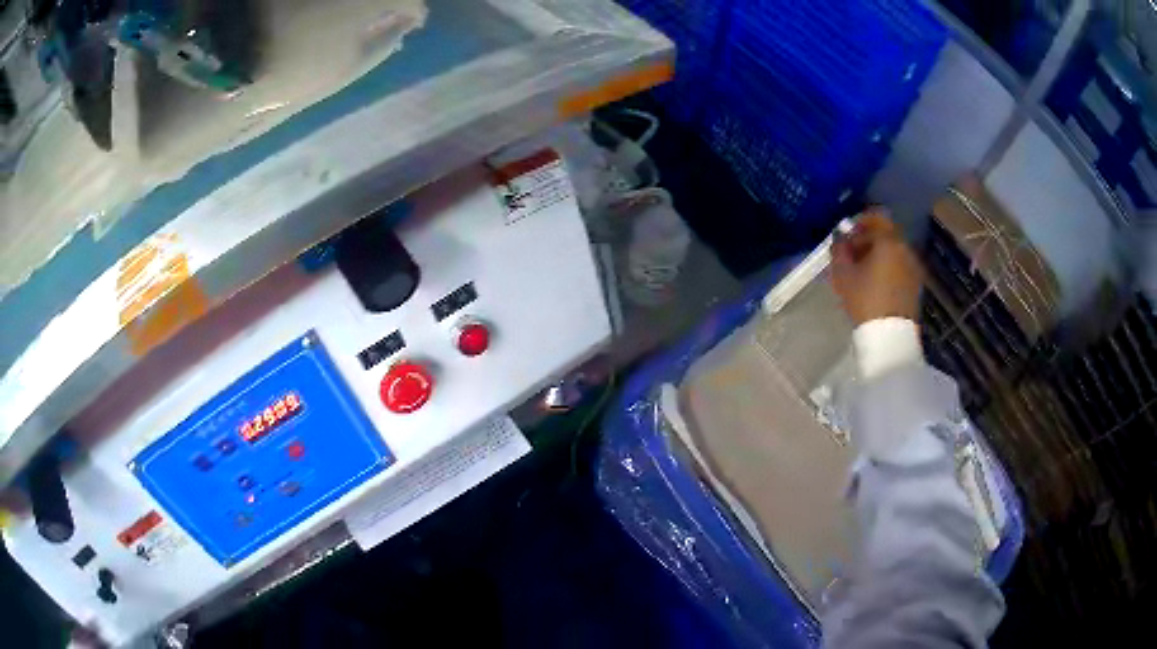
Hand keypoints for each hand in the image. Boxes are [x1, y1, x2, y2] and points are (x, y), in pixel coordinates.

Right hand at [831, 208, 923, 325]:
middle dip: (869, 239)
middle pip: (887, 234)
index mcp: (888, 241)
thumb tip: (840, 240)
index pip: (876, 217)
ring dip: (879, 254)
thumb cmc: (865, 299)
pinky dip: (888, 267)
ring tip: (863, 270)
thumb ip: (839, 251)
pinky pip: (900, 266)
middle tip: (852, 252)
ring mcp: (913, 267)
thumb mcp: (843, 274)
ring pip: (894, 251)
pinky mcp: (916, 284)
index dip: (860, 221)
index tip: (848, 232)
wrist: (890, 336)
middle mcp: (905, 248)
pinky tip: (875, 282)